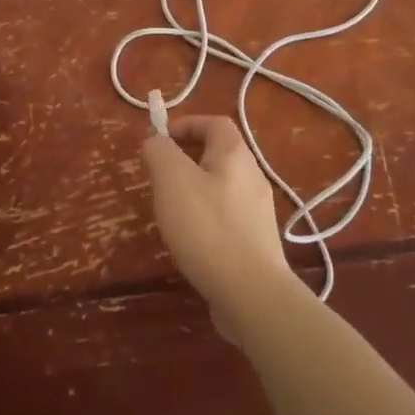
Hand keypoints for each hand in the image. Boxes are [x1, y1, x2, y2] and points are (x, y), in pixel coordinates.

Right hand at [142, 115, 297, 338]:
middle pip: (219, 153)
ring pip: (222, 186)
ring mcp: (258, 209)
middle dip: (187, 159)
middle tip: (161, 178)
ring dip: (196, 189)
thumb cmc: (208, 228)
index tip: (161, 141)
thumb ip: (159, 152)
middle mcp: (253, 175)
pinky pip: (227, 215)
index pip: (214, 122)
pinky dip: (207, 217)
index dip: (187, 124)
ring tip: (172, 211)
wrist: (251, 292)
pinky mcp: (257, 239)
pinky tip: (192, 240)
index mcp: (235, 154)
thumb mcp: (172, 180)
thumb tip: (156, 142)